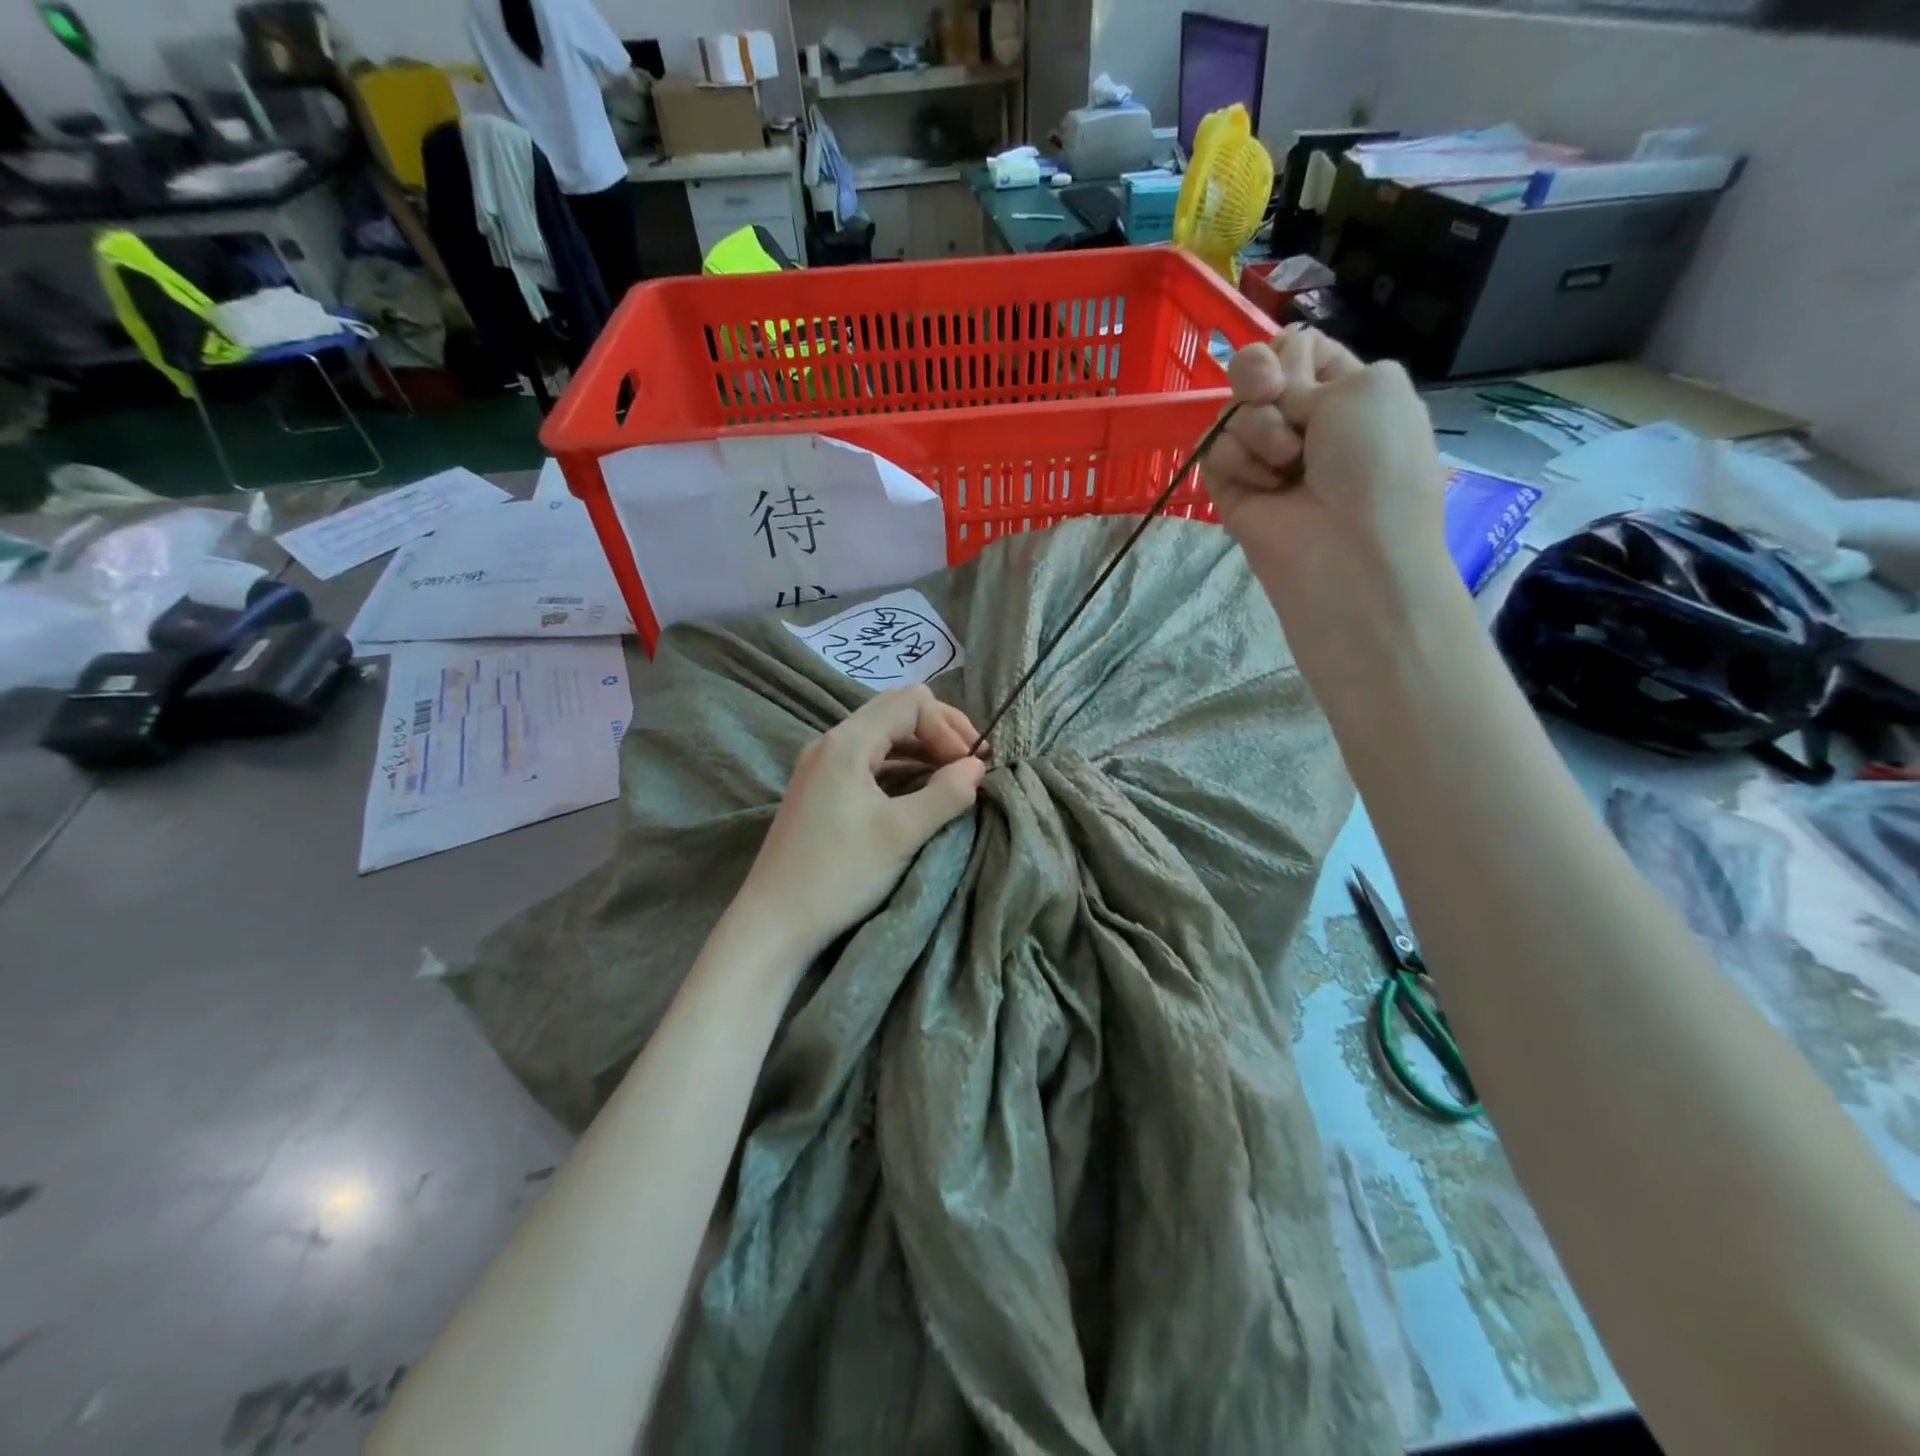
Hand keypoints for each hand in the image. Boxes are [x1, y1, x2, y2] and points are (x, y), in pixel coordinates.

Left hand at [733, 686, 986, 962]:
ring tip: (952, 778)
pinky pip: (870, 760)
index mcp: (847, 742)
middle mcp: (831, 742)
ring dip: (922, 749)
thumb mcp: (902, 833)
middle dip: (940, 731)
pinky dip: (902, 767)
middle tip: (970, 765)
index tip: (971, 766)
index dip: (948, 727)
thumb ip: (946, 794)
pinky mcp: (821, 789)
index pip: (911, 702)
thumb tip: (977, 768)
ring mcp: (822, 765)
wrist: (774, 922)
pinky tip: (920, 791)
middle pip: (897, 711)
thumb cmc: (839, 874)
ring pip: (883, 736)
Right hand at [1203, 327, 1449, 611]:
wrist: (1347, 548)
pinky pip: (1212, 449)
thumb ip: (1311, 366)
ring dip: (1258, 430)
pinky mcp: (1230, 487)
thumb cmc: (1375, 464)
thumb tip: (1268, 397)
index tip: (1293, 371)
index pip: (1297, 348)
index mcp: (1345, 391)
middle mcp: (1301, 420)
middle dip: (1260, 379)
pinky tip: (1263, 487)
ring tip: (1285, 467)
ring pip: (1232, 411)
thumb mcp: (1373, 384)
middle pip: (1255, 371)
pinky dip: (1236, 461)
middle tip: (1272, 398)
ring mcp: (1263, 455)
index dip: (1289, 351)